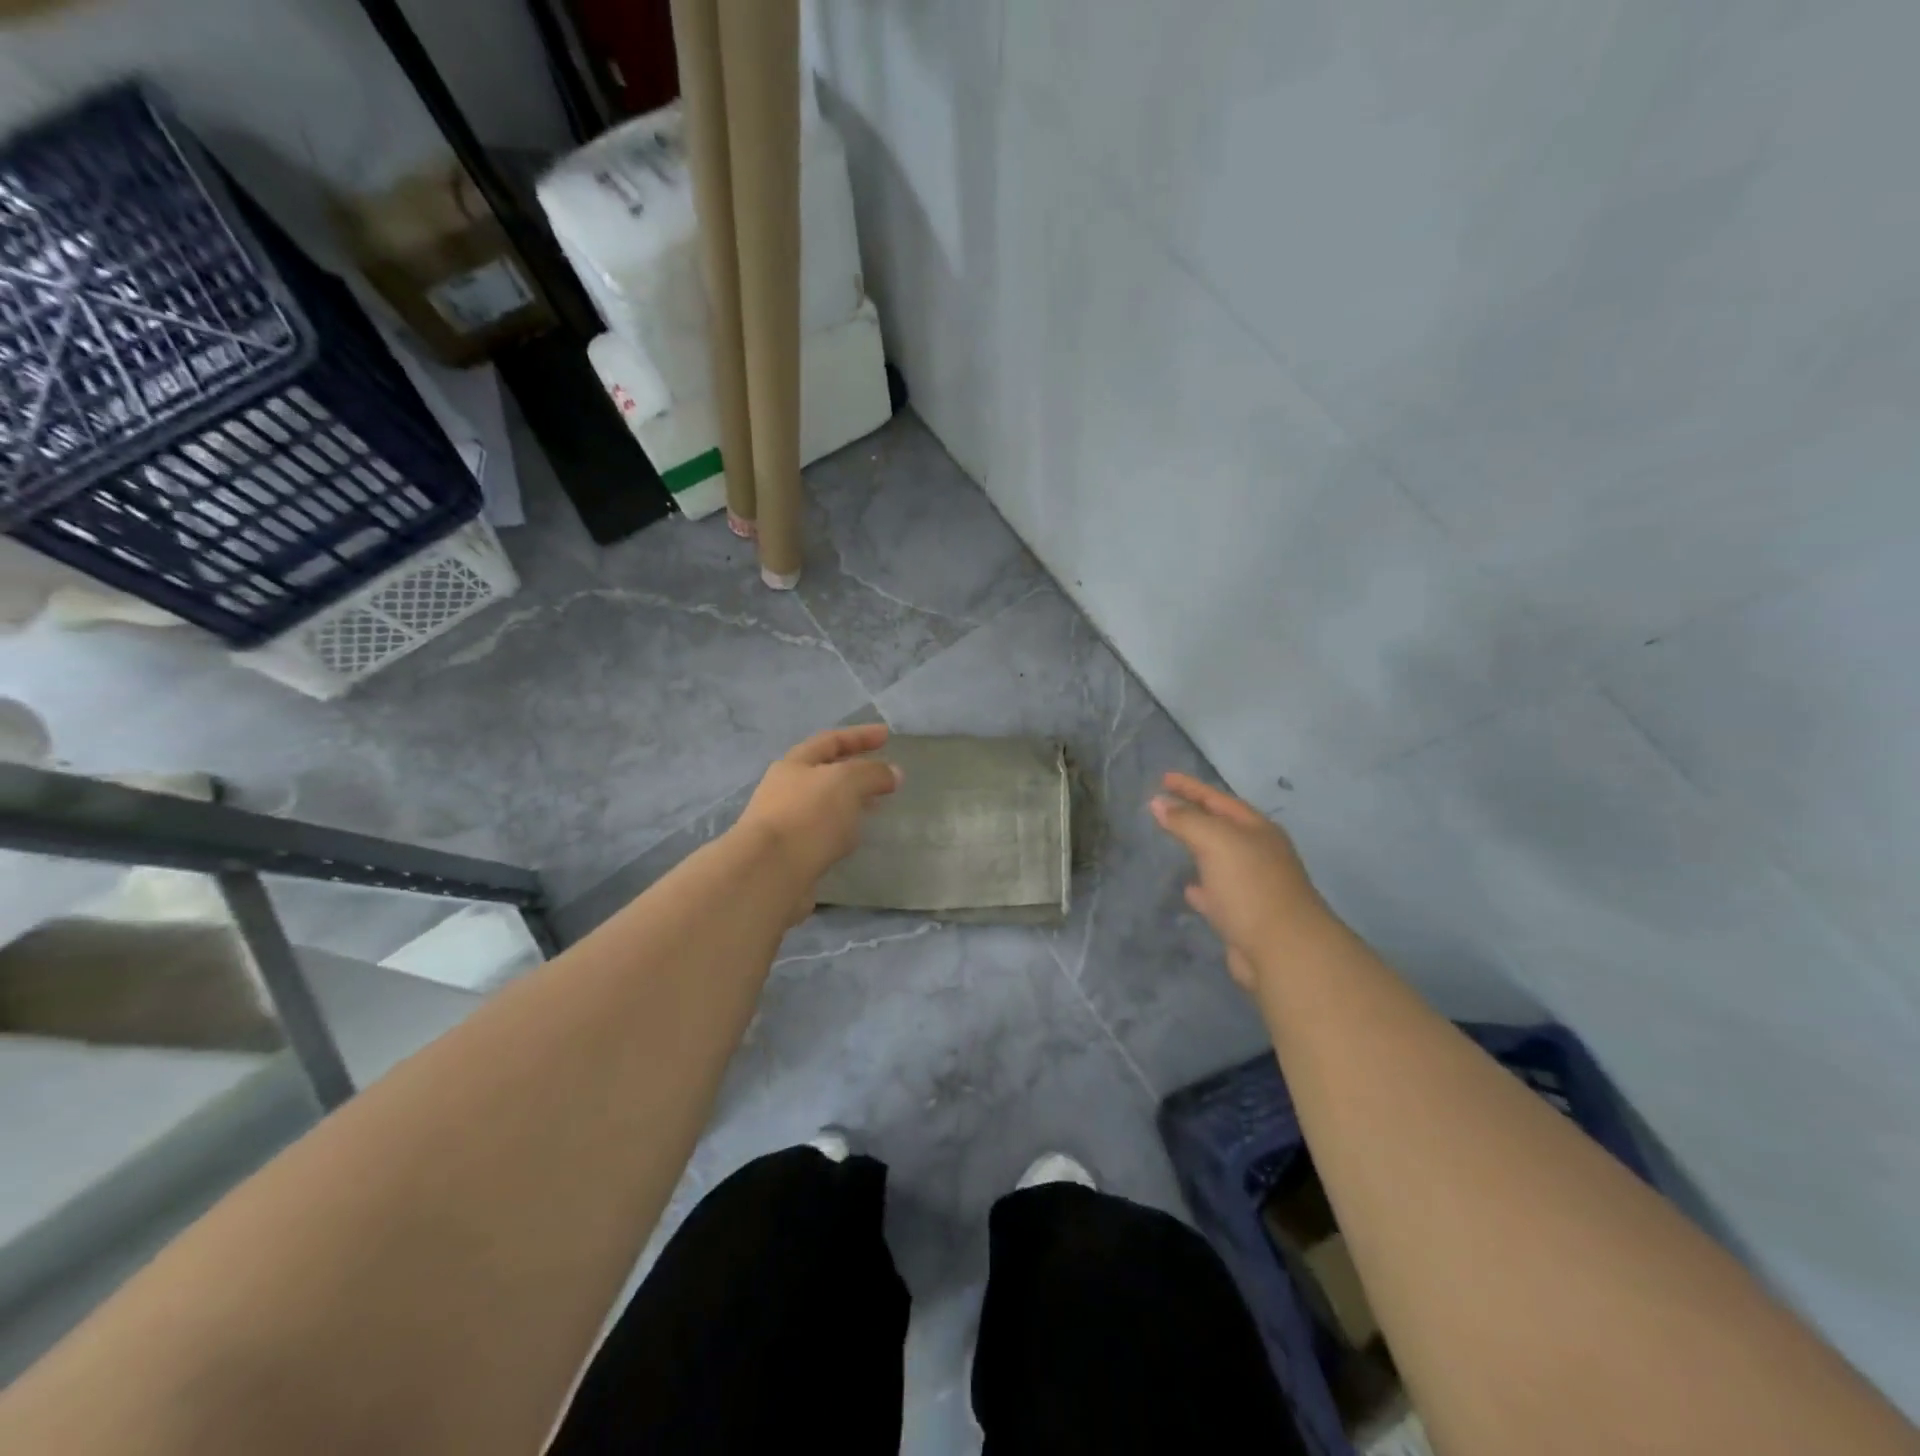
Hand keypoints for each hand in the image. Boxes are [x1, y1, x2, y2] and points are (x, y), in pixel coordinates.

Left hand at [735, 725, 902, 910]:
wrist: (769, 872)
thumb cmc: (808, 815)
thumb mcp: (847, 782)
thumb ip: (873, 773)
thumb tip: (894, 773)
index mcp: (794, 765)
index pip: (830, 741)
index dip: (859, 736)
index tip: (886, 735)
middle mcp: (785, 790)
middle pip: (825, 773)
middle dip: (856, 771)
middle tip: (885, 776)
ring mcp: (786, 823)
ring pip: (826, 805)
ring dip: (851, 803)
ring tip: (876, 808)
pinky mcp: (791, 853)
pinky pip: (824, 834)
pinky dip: (843, 830)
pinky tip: (855, 839)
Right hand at [1150, 773, 1331, 989]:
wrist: (1283, 950)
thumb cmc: (1250, 886)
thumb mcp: (1215, 842)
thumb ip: (1186, 820)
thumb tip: (1158, 802)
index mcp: (1257, 830)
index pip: (1218, 799)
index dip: (1191, 787)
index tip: (1163, 777)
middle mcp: (1259, 853)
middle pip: (1222, 827)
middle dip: (1195, 815)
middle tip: (1164, 806)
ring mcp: (1253, 886)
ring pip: (1220, 860)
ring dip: (1198, 850)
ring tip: (1172, 842)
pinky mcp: (1245, 917)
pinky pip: (1218, 894)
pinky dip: (1202, 888)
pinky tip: (1189, 889)